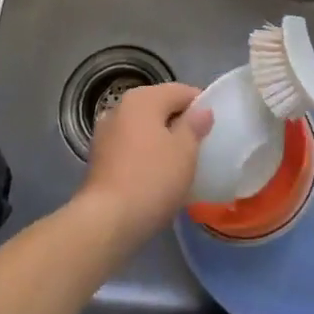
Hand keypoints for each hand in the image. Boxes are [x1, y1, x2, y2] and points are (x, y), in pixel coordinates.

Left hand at [78, 82, 211, 247]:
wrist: (106, 222)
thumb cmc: (152, 179)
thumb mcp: (185, 151)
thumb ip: (195, 125)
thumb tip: (201, 111)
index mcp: (143, 99)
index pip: (180, 91)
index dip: (201, 106)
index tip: (214, 127)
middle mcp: (120, 108)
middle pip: (159, 107)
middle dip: (180, 122)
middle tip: (200, 146)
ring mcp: (105, 133)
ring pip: (144, 128)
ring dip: (161, 139)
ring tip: (180, 162)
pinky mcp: (98, 158)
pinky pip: (131, 146)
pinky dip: (145, 153)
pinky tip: (156, 174)